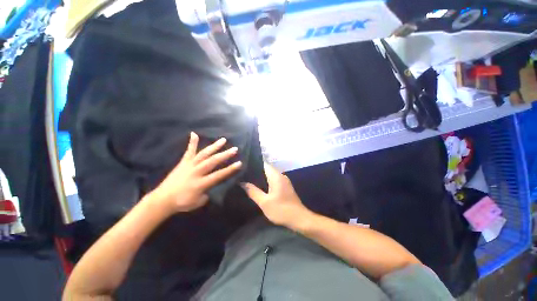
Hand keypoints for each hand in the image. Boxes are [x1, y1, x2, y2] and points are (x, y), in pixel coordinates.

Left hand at [148, 132, 241, 212]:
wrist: (162, 200)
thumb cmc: (182, 203)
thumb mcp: (198, 202)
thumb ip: (207, 193)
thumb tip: (211, 186)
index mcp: (201, 183)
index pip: (219, 175)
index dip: (230, 169)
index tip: (239, 163)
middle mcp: (197, 172)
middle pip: (213, 161)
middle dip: (225, 155)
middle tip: (235, 149)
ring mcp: (190, 165)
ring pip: (204, 154)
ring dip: (214, 146)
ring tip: (223, 140)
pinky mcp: (183, 162)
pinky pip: (189, 151)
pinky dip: (192, 143)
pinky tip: (194, 133)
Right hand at [242, 163, 310, 228]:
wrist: (299, 219)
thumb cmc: (281, 210)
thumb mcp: (264, 202)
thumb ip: (253, 191)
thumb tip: (242, 182)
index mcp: (276, 176)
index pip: (264, 164)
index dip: (254, 163)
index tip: (244, 165)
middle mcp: (281, 175)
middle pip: (266, 169)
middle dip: (255, 171)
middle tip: (243, 173)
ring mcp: (284, 181)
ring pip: (270, 175)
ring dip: (260, 177)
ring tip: (247, 179)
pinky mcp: (285, 187)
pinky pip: (273, 180)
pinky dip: (266, 182)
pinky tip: (258, 186)